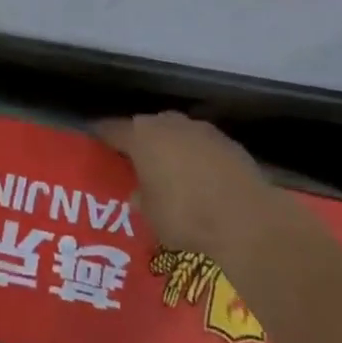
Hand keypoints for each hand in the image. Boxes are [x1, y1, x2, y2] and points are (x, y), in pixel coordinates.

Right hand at [96, 112, 280, 259]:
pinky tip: (203, 182)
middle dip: (142, 143)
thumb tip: (139, 193)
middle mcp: (168, 123)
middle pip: (146, 128)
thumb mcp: (151, 216)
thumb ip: (141, 198)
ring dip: (172, 150)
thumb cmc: (186, 215)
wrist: (247, 219)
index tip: (95, 140)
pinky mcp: (228, 142)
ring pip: (176, 135)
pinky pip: (203, 147)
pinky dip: (198, 159)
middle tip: (138, 164)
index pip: (112, 129)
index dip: (102, 136)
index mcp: (141, 136)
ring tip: (173, 174)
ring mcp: (200, 129)